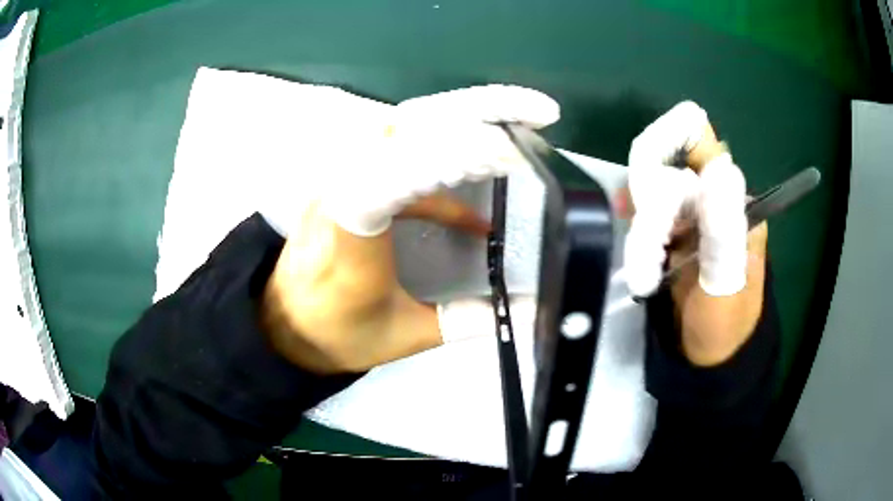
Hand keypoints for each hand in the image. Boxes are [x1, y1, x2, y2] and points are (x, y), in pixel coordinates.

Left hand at [262, 85, 559, 373]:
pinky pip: (404, 144)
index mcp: (347, 236)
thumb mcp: (403, 336)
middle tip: (538, 112)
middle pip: (407, 125)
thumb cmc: (335, 333)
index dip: (446, 160)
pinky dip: (449, 151)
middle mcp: (339, 191)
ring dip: (467, 115)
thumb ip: (465, 321)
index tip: (509, 159)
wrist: (285, 321)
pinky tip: (474, 179)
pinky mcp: (351, 174)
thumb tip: (527, 311)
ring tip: (518, 121)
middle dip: (477, 110)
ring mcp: (343, 175)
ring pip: (406, 123)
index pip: (391, 178)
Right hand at [623, 101, 766, 365]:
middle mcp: (711, 199)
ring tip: (646, 274)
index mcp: (734, 201)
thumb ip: (724, 229)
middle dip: (652, 210)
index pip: (701, 141)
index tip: (648, 171)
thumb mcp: (728, 282)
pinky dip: (637, 238)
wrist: (710, 357)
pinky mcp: (673, 235)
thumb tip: (721, 165)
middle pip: (667, 170)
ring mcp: (689, 216)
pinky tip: (639, 263)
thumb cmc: (725, 324)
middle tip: (649, 251)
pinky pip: (646, 219)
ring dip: (643, 232)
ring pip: (651, 197)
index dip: (670, 137)